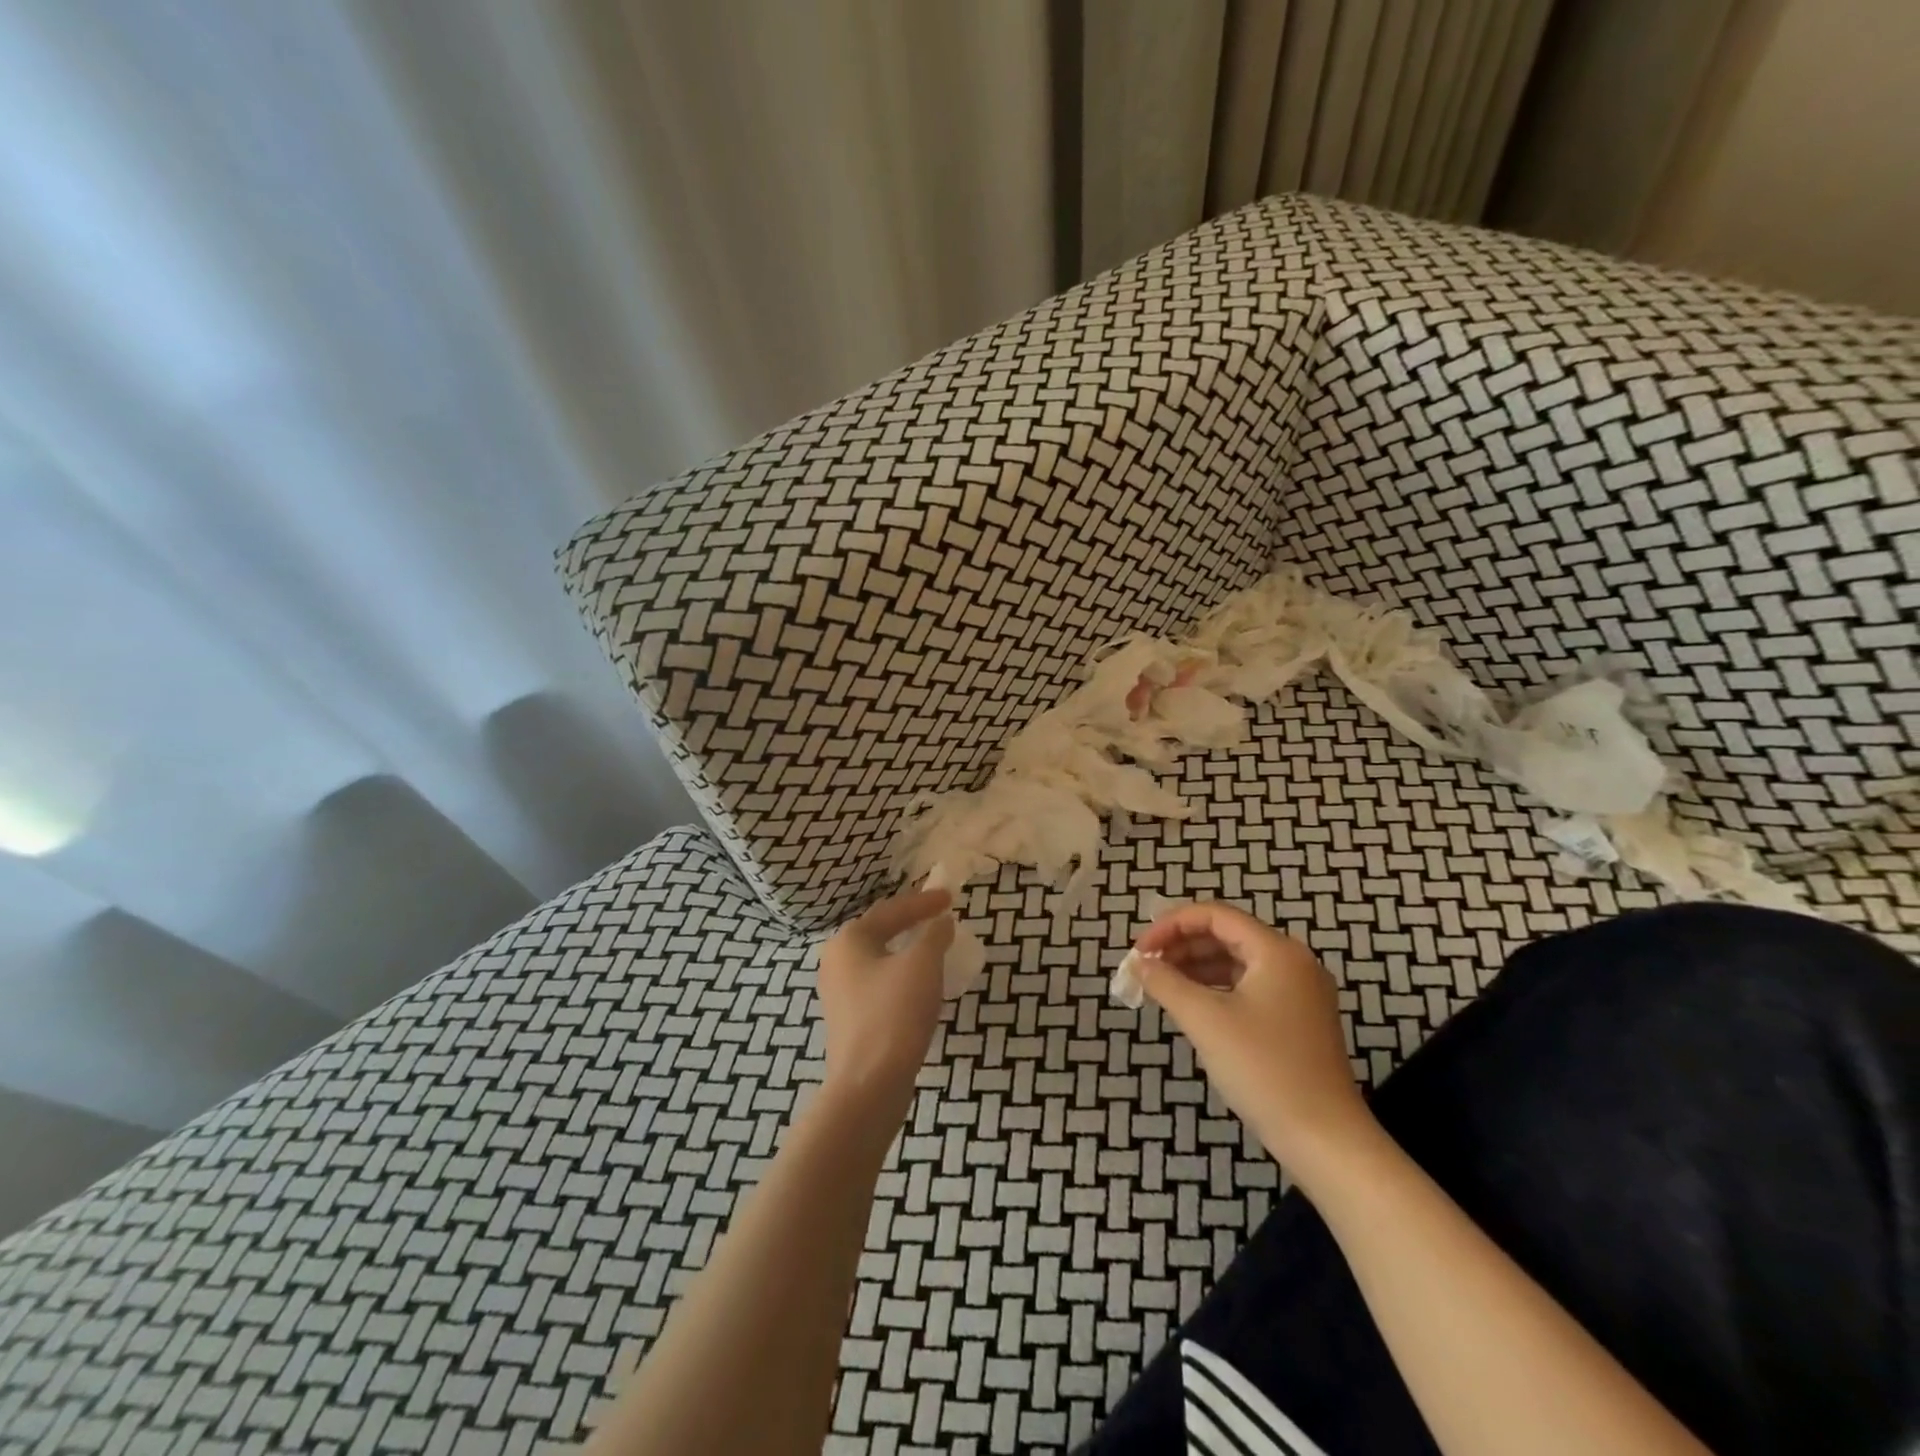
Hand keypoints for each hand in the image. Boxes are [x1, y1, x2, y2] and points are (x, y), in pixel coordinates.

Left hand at [816, 888, 954, 1100]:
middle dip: (912, 923)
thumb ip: (934, 934)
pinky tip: (919, 985)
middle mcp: (837, 960)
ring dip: (907, 950)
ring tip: (934, 947)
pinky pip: (879, 983)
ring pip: (879, 958)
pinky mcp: (849, 1018)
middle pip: (881, 930)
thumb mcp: (922, 964)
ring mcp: (839, 991)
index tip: (951, 897)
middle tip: (941, 917)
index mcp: (850, 939)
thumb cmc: (894, 1013)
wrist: (868, 1084)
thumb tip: (941, 922)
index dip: (924, 902)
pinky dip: (901, 975)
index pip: (891, 909)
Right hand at [1134, 901, 1374, 1184]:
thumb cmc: (1264, 1070)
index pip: (1214, 915)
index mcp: (1276, 951)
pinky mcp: (1298, 1019)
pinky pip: (1248, 986)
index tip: (1139, 951)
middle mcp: (1292, 962)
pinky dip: (1215, 988)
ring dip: (1195, 967)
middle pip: (1226, 934)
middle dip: (1181, 945)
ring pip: (1236, 961)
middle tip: (1145, 967)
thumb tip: (1139, 965)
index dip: (1171, 924)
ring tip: (1160, 985)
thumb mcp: (1205, 1021)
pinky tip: (1191, 1005)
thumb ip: (1166, 983)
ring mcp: (1299, 992)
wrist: (1325, 1140)